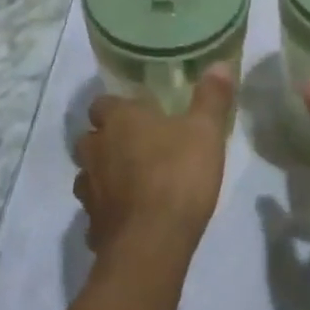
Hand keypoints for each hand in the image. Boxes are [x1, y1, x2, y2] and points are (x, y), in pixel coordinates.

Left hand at [75, 66, 235, 260]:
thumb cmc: (178, 176)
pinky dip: (109, 211)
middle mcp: (96, 150)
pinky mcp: (92, 225)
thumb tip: (219, 65)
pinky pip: (97, 211)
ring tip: (131, 181)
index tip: (140, 112)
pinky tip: (130, 217)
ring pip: (89, 174)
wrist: (152, 244)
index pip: (102, 103)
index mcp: (119, 120)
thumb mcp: (206, 131)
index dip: (118, 107)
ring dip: (105, 175)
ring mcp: (90, 190)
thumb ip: (211, 97)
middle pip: (91, 137)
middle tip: (137, 145)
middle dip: (107, 139)